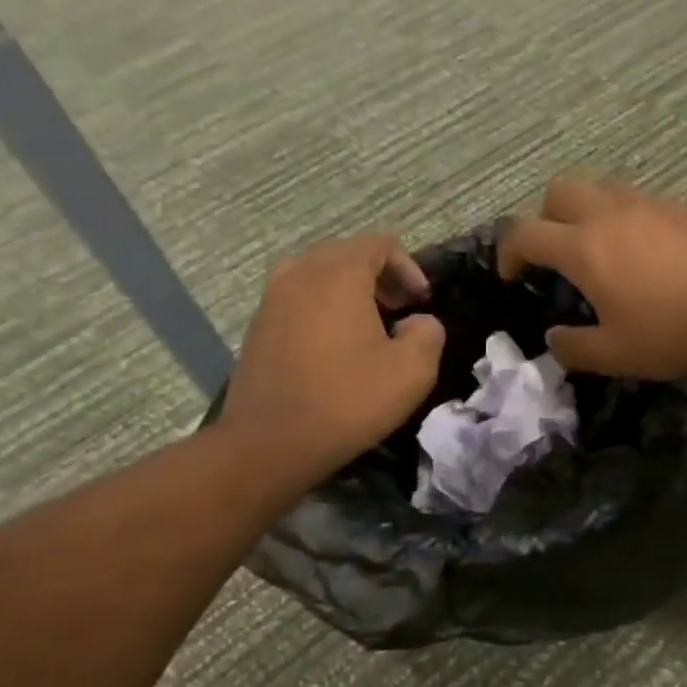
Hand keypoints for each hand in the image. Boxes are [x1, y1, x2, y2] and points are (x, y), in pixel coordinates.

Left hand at [219, 234, 445, 474]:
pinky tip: (336, 347)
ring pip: (318, 274)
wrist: (270, 442)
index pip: (380, 244)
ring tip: (369, 327)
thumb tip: (418, 322)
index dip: (410, 268)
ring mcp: (272, 298)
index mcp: (338, 274)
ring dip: (349, 291)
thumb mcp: (412, 371)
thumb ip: (428, 332)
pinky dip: (323, 307)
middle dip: (380, 276)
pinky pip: (298, 298)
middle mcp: (300, 273)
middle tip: (401, 311)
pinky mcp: (258, 326)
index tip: (422, 303)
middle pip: (346, 253)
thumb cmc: (348, 401)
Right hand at [498, 175, 686, 377]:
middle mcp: (612, 213)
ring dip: (589, 212)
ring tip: (605, 251)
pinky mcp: (685, 206)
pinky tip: (652, 255)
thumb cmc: (675, 331)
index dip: (508, 251)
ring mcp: (651, 203)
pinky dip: (631, 220)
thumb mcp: (616, 355)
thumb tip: (554, 339)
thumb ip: (574, 348)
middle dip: (545, 217)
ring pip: (603, 188)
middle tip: (557, 253)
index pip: (525, 233)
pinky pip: (643, 202)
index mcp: (585, 248)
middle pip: (559, 190)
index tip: (510, 273)